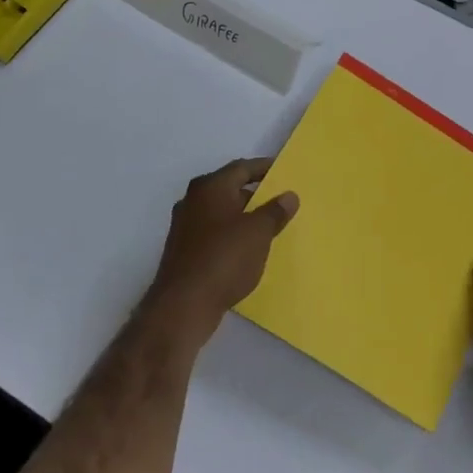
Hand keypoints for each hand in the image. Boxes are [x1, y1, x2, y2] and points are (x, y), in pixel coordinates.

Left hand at [147, 158, 298, 347]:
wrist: (183, 304)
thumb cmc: (224, 258)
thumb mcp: (258, 232)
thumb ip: (275, 211)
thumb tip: (289, 195)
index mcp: (210, 187)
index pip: (241, 168)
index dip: (264, 168)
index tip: (283, 171)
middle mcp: (193, 200)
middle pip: (229, 188)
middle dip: (255, 194)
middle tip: (280, 201)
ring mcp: (185, 226)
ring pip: (221, 213)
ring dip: (243, 217)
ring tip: (268, 227)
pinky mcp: (184, 250)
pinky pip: (214, 234)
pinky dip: (231, 236)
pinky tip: (247, 250)